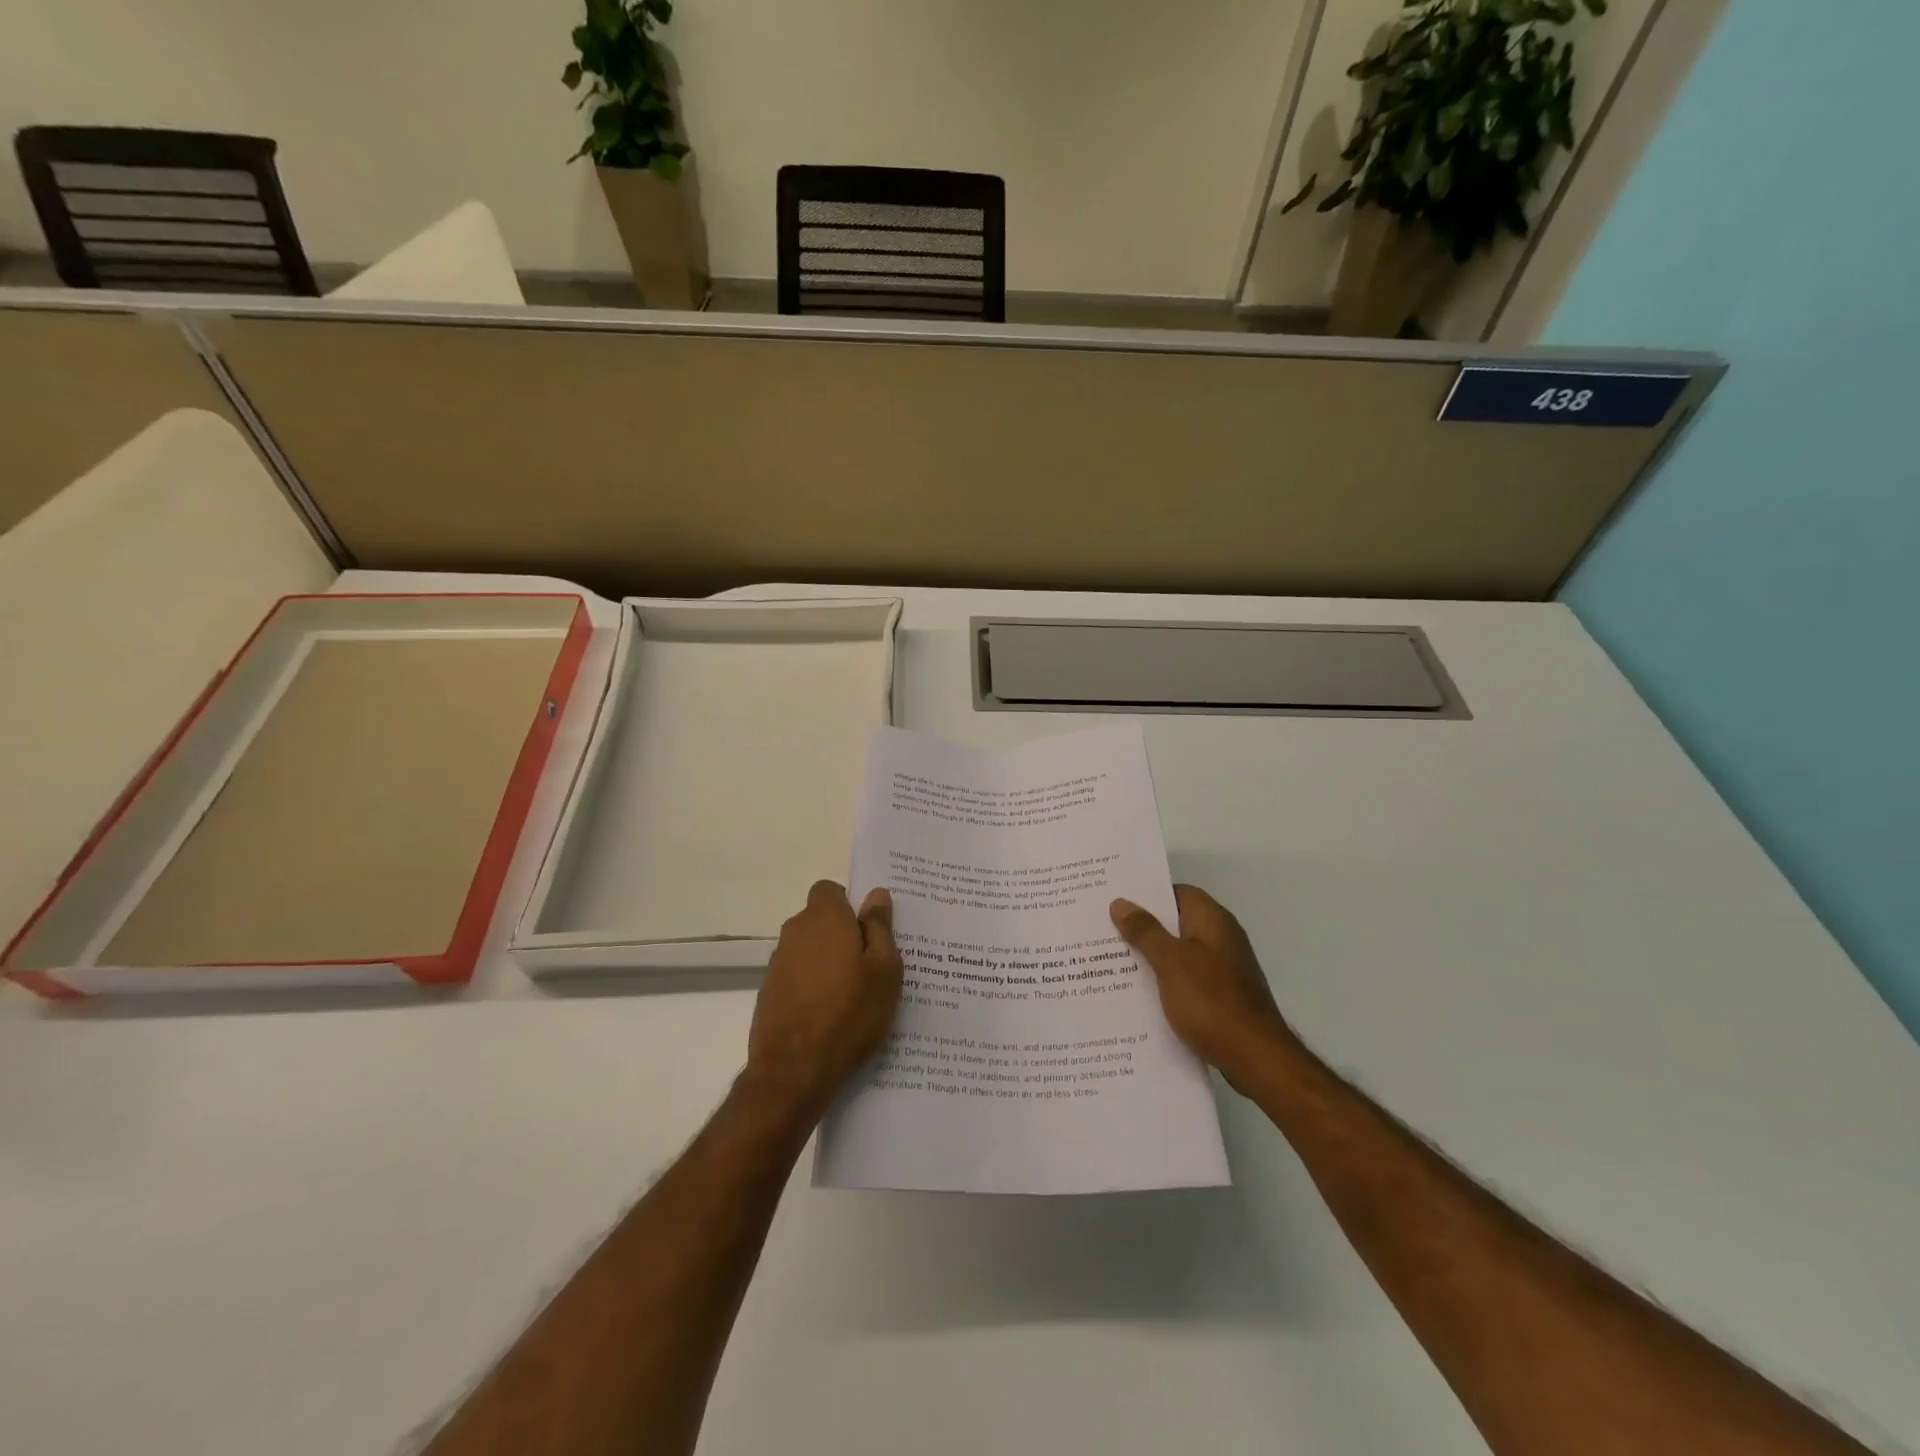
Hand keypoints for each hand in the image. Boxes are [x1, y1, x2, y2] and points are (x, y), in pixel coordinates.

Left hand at [747, 881, 902, 1121]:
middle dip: (842, 934)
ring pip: (808, 949)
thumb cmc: (850, 1013)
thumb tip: (876, 894)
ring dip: (827, 962)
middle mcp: (795, 932)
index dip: (849, 904)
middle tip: (870, 965)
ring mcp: (777, 964)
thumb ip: (880, 927)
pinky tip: (830, 1015)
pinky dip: (812, 986)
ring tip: (853, 996)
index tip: (869, 930)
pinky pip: (797, 976)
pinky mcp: (769, 993)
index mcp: (824, 919)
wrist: (794, 1070)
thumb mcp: (884, 969)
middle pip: (820, 920)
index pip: (830, 889)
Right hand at [1110, 885, 1294, 1091]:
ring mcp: (1224, 969)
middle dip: (1143, 927)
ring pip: (1180, 953)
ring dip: (1152, 956)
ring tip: (1113, 961)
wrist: (1256, 1058)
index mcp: (1212, 920)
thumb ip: (1145, 931)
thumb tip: (1121, 903)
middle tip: (1105, 931)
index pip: (1177, 892)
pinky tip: (1140, 994)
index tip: (1116, 902)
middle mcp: (1221, 938)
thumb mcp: (1170, 962)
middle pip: (1177, 922)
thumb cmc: (1211, 1001)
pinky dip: (1166, 981)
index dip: (1148, 895)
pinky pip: (1187, 978)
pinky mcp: (1223, 996)